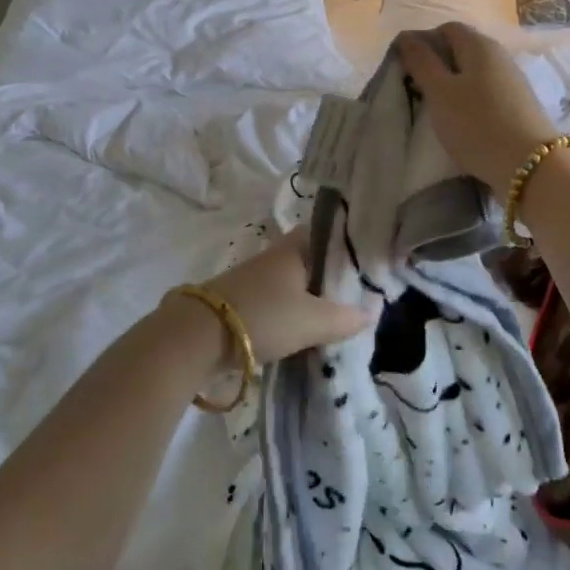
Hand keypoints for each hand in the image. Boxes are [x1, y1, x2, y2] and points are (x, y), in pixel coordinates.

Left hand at [164, 230, 374, 371]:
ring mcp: (255, 279)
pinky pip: (277, 301)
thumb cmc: (263, 316)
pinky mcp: (241, 302)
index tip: (367, 260)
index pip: (326, 233)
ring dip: (310, 297)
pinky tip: (304, 330)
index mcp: (294, 249)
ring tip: (336, 316)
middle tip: (357, 295)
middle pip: (311, 260)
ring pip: (293, 282)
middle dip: (331, 276)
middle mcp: (274, 257)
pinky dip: (292, 312)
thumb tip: (372, 311)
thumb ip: (345, 318)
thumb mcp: (313, 321)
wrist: (197, 337)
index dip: (346, 244)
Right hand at [395, 23, 560, 190]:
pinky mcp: (518, 104)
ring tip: (436, 109)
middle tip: (417, 90)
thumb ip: (422, 62)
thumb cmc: (477, 123)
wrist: (530, 165)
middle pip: (461, 49)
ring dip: (452, 85)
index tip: (406, 68)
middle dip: (437, 65)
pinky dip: (469, 100)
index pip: (446, 29)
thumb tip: (406, 36)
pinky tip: (461, 121)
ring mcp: (512, 80)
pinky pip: (486, 92)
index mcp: (479, 45)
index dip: (423, 43)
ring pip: (473, 73)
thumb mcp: (440, 92)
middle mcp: (499, 55)